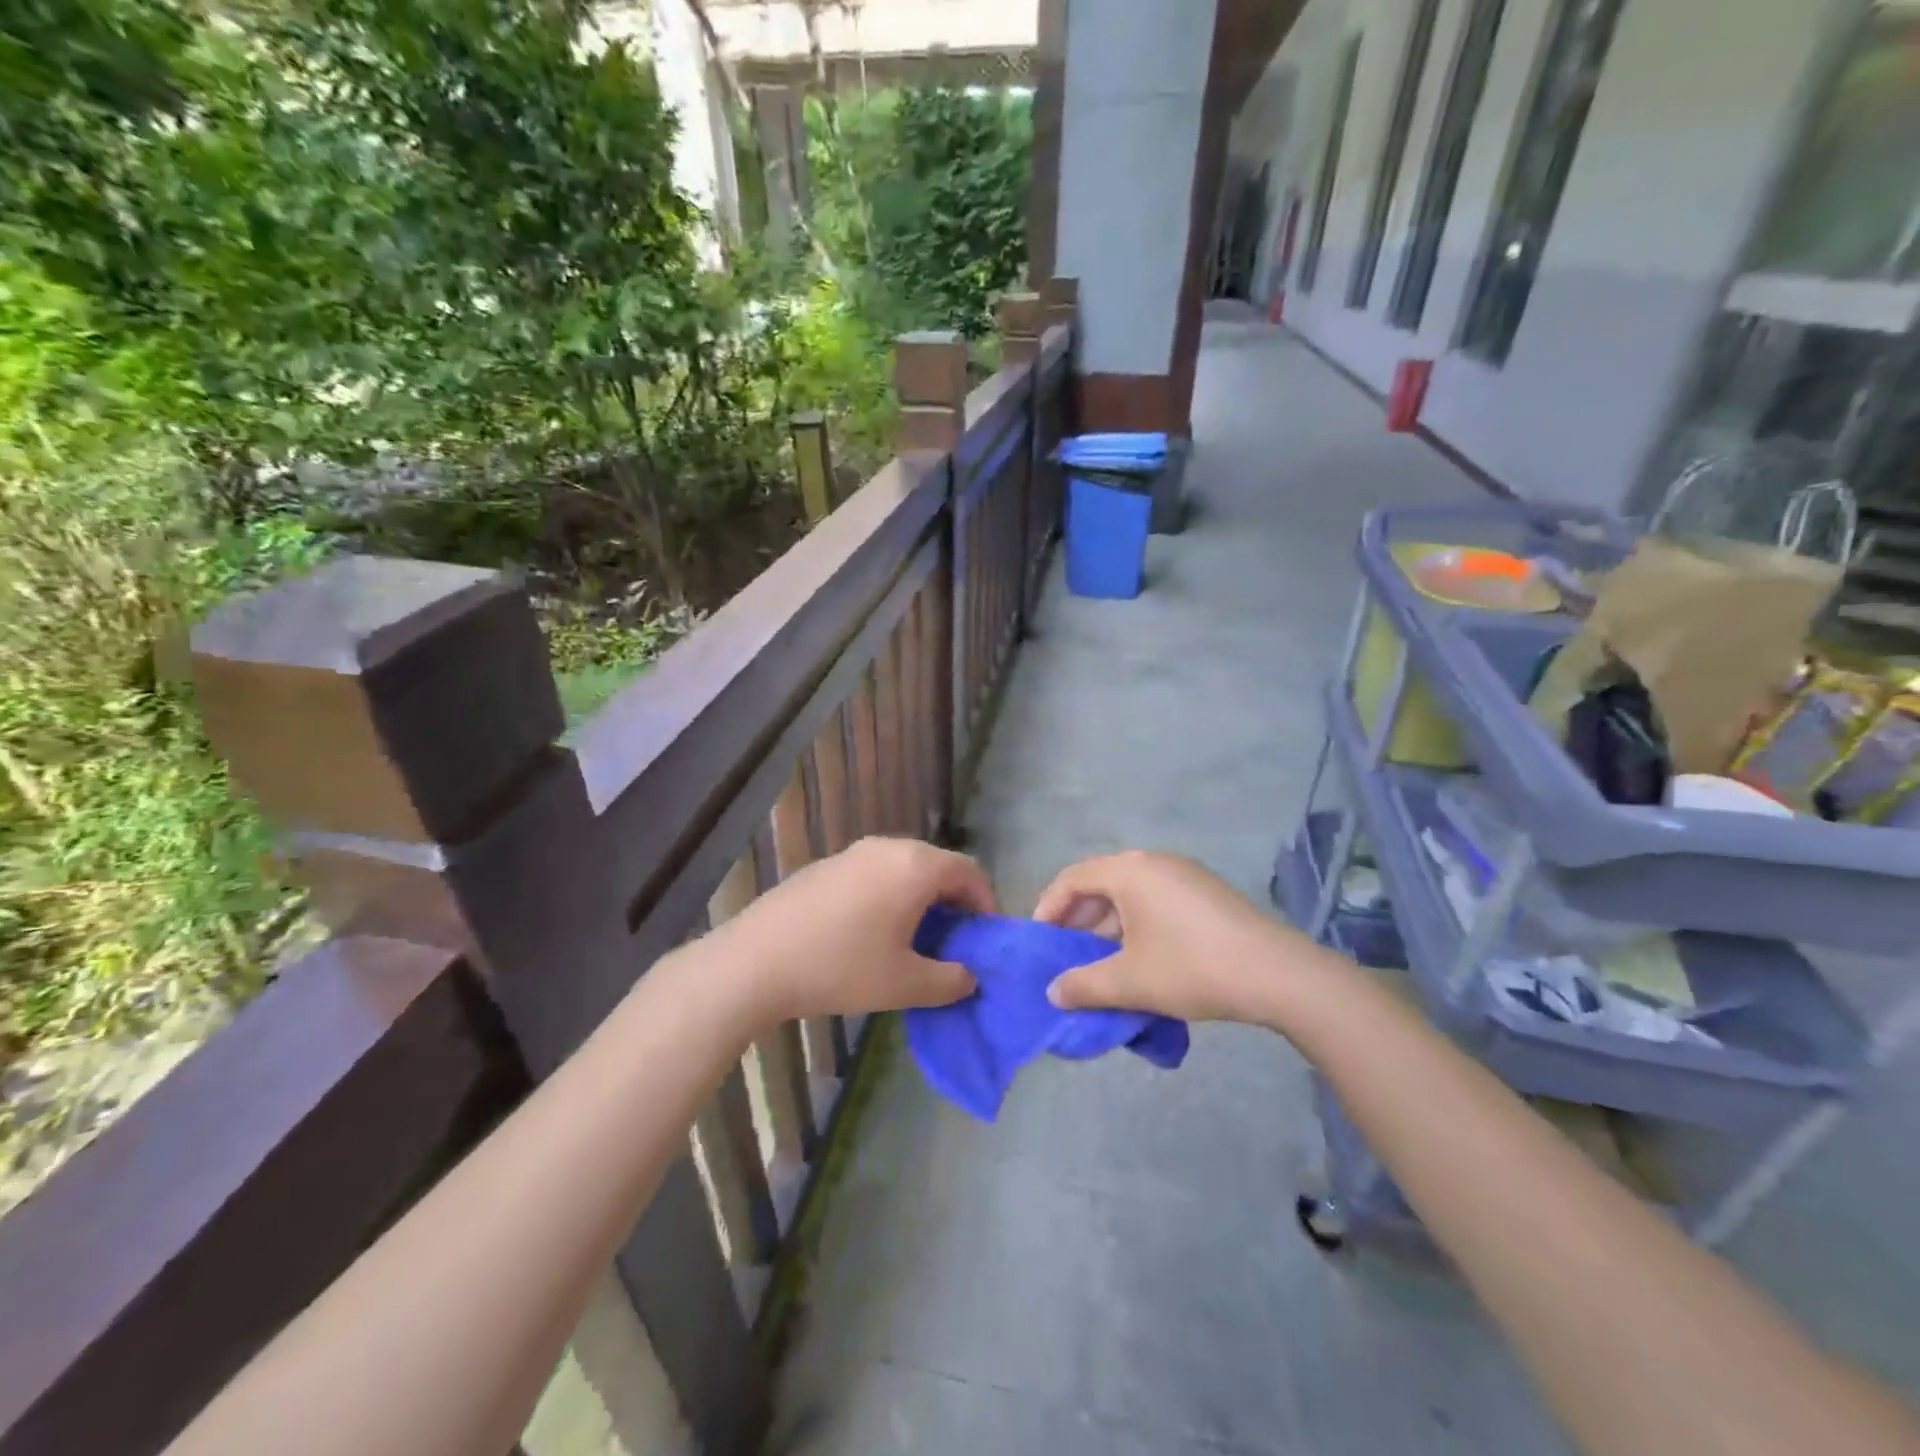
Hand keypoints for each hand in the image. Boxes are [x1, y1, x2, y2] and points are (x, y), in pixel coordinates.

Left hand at [700, 837, 994, 1024]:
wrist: (756, 961)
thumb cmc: (841, 968)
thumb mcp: (906, 984)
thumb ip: (950, 980)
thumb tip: (969, 976)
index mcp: (916, 866)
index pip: (970, 872)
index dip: (986, 904)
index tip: (984, 939)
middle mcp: (888, 847)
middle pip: (938, 866)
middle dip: (954, 902)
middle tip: (954, 942)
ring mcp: (854, 852)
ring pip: (905, 869)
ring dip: (921, 899)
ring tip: (916, 940)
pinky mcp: (828, 865)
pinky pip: (876, 873)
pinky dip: (891, 895)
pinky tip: (873, 932)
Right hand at [1034, 850, 1319, 1023]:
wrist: (1277, 974)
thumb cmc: (1191, 968)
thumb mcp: (1129, 982)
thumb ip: (1083, 986)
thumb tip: (1053, 992)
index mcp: (1129, 870)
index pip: (1072, 879)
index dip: (1048, 909)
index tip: (1040, 944)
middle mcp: (1154, 862)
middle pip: (1100, 884)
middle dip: (1078, 921)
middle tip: (1067, 957)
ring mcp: (1184, 875)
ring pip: (1130, 895)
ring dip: (1108, 927)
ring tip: (1101, 965)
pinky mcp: (1206, 893)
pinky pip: (1155, 901)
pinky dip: (1136, 926)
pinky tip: (1141, 961)